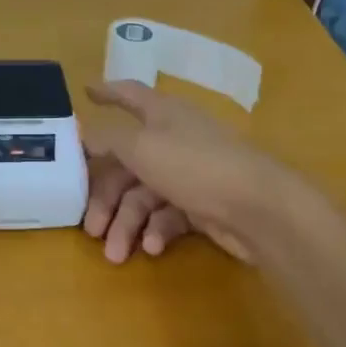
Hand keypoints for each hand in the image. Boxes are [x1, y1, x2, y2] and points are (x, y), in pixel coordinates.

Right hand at [81, 80, 300, 263]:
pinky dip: (156, 231)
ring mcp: (189, 173)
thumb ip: (108, 138)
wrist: (259, 209)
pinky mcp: (202, 205)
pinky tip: (152, 248)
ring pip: (144, 196)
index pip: (129, 95)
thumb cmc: (194, 166)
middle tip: (90, 228)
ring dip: (127, 224)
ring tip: (117, 255)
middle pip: (126, 162)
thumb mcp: (141, 147)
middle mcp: (174, 138)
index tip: (85, 91)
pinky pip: (168, 215)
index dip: (107, 91)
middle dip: (106, 197)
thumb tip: (85, 133)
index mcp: (162, 114)